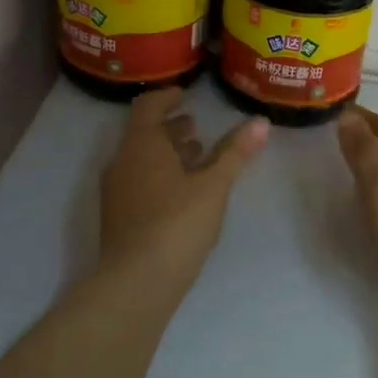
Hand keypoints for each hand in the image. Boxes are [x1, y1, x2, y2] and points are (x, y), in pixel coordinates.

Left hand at [98, 87, 267, 294]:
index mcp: (141, 145)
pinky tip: (185, 192)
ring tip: (197, 156)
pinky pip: (140, 181)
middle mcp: (122, 162)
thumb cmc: (177, 223)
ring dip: (168, 153)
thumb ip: (236, 153)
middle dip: (171, 128)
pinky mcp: (119, 216)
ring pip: (142, 160)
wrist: (136, 282)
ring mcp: (116, 191)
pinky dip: (161, 175)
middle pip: (144, 134)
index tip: (186, 95)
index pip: (148, 106)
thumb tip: (261, 122)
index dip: (166, 97)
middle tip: (197, 126)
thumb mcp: (214, 186)